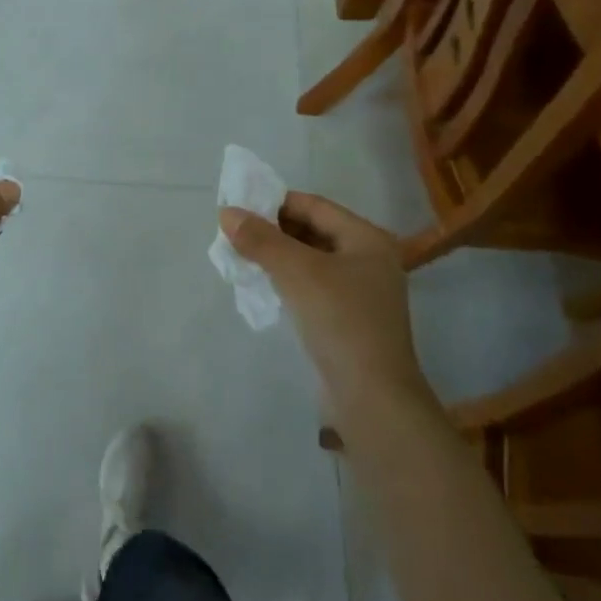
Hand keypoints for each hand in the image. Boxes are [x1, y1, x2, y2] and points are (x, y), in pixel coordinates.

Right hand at [220, 194, 429, 406]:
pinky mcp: (349, 319)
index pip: (314, 206)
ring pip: (311, 260)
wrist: (372, 398)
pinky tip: (263, 286)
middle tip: (235, 234)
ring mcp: (361, 292)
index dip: (275, 202)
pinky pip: (313, 286)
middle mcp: (369, 259)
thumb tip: (228, 213)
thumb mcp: (297, 273)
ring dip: (278, 256)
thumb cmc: (340, 321)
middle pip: (313, 231)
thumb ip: (261, 240)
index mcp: (367, 239)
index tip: (239, 208)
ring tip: (242, 257)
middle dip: (274, 230)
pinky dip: (288, 281)